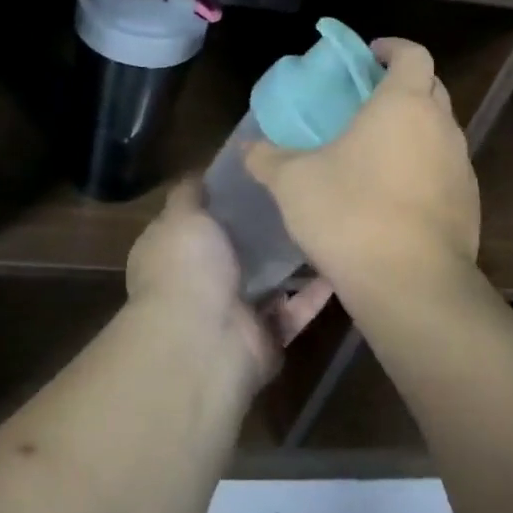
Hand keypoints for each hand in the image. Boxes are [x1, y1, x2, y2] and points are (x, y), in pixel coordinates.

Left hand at [126, 181, 333, 390]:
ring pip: (267, 280)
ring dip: (291, 258)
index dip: (221, 197)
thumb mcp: (181, 217)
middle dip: (261, 226)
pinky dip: (316, 291)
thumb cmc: (187, 269)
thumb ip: (190, 194)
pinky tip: (340, 259)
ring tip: (323, 220)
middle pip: (235, 249)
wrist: (204, 342)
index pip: (195, 219)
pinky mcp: (265, 336)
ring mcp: (232, 312)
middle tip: (298, 191)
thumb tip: (199, 174)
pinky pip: (295, 309)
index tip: (255, 169)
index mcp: (173, 252)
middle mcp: (199, 282)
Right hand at [243, 38, 479, 313]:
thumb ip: (267, 158)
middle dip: (402, 86)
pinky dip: (423, 168)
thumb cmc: (350, 214)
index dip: (392, 48)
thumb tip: (247, 147)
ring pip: (440, 131)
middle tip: (365, 102)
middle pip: (431, 88)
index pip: (412, 54)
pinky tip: (392, 196)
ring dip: (413, 130)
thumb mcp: (293, 182)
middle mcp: (442, 127)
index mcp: (404, 104)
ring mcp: (461, 167)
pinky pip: (445, 170)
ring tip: (375, 151)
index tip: (368, 56)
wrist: (411, 285)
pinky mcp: (469, 205)